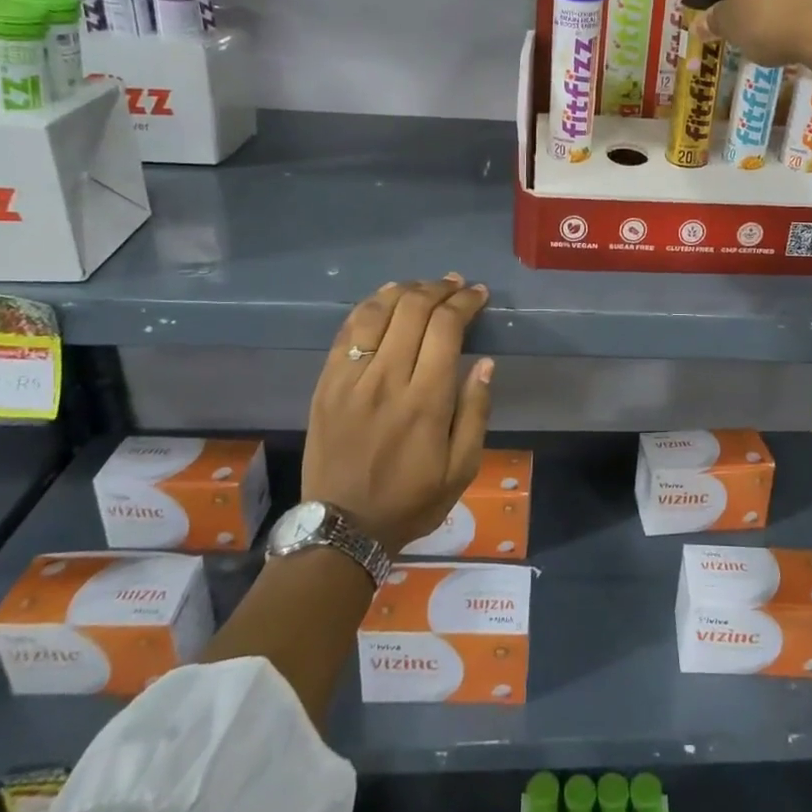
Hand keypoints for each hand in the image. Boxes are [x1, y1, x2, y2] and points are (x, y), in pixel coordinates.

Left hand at [303, 275, 493, 554]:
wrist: (343, 527)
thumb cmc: (411, 500)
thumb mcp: (462, 469)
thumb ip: (476, 412)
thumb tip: (486, 364)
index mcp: (426, 401)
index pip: (446, 328)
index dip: (465, 303)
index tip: (479, 294)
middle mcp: (387, 379)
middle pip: (413, 310)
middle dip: (440, 288)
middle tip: (456, 285)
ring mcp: (350, 379)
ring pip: (378, 312)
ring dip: (404, 290)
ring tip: (424, 287)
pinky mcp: (326, 383)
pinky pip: (347, 330)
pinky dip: (369, 306)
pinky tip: (385, 299)